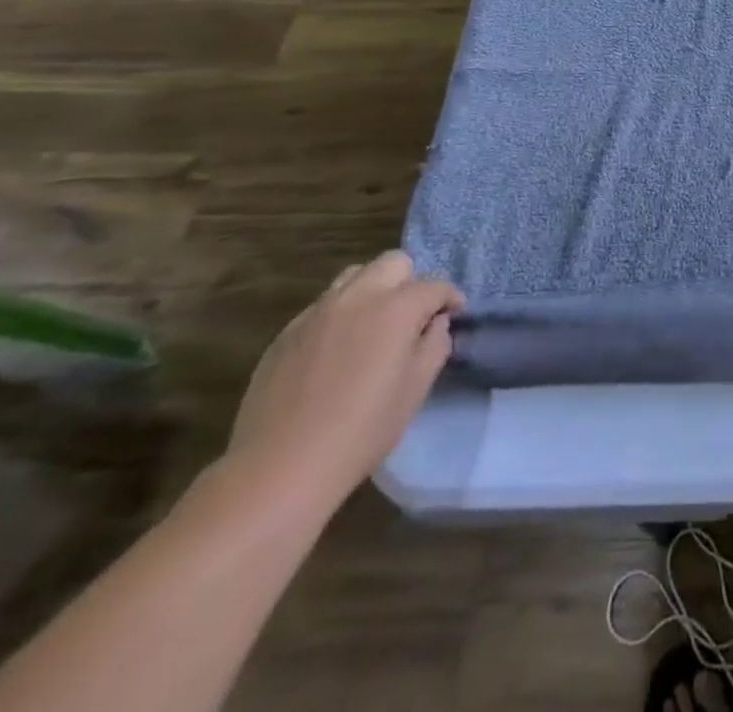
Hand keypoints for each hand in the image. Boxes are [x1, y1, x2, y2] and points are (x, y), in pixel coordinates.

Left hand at [224, 250, 463, 514]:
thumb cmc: (361, 431)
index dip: (450, 299)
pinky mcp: (287, 332)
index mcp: (396, 308)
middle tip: (412, 316)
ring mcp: (317, 312)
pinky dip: (340, 315)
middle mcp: (358, 297)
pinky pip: (323, 306)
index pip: (435, 285)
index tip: (454, 316)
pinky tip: (337, 351)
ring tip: (373, 326)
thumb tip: (435, 324)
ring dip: (373, 290)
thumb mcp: (416, 390)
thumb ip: (435, 345)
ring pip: (355, 275)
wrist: (279, 469)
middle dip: (411, 281)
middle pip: (394, 262)